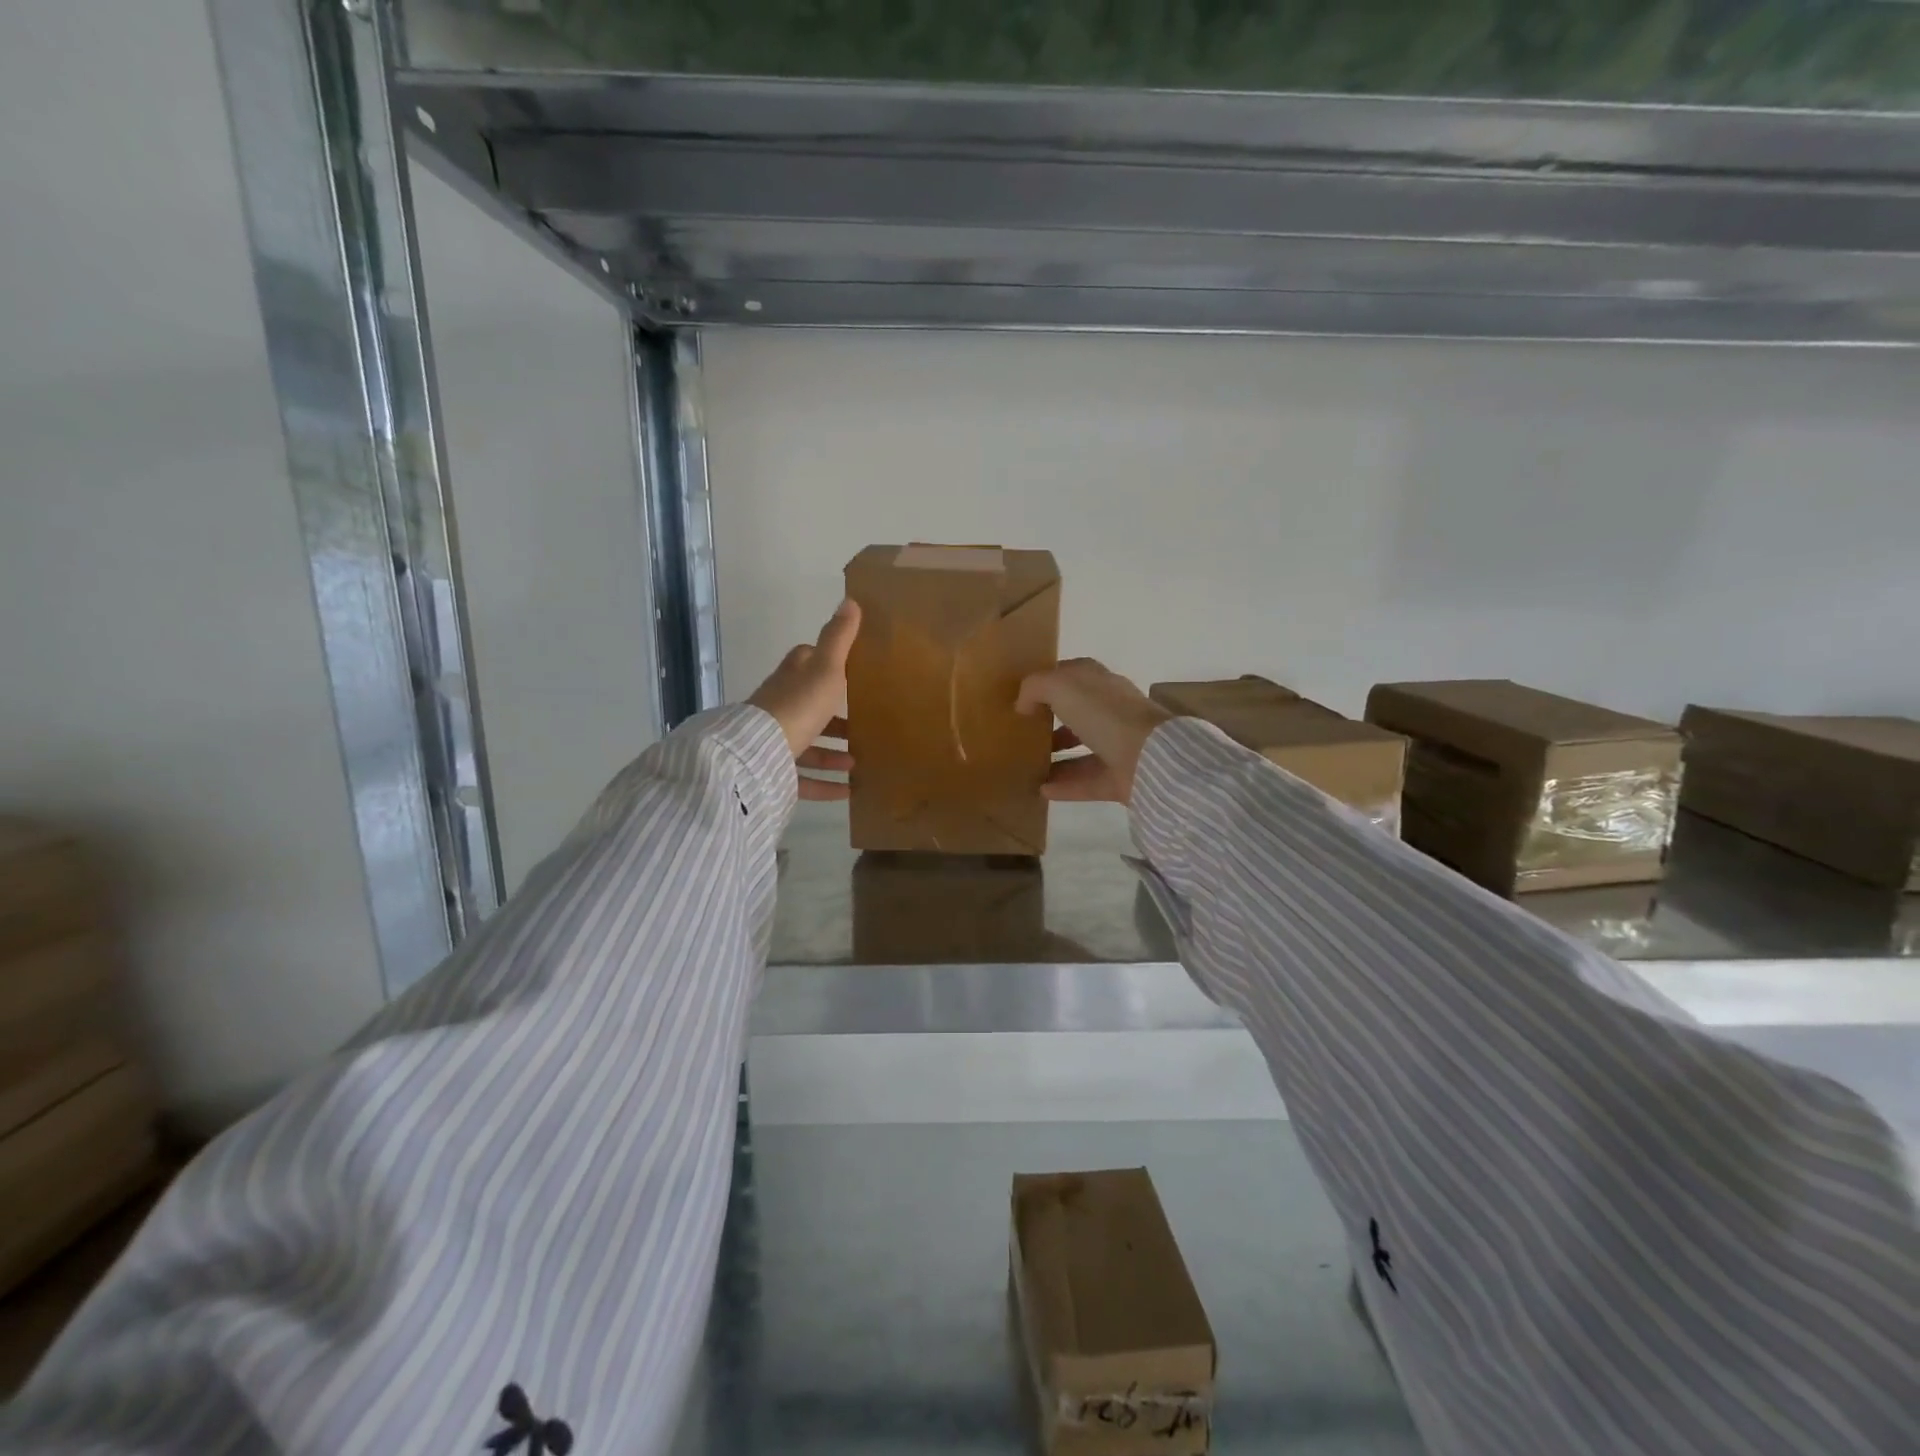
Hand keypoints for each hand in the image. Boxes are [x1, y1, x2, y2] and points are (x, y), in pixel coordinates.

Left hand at [748, 600, 859, 800]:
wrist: (760, 753)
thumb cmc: (799, 705)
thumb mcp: (826, 669)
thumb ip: (838, 638)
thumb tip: (850, 600)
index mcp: (791, 679)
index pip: (805, 662)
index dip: (823, 662)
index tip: (848, 669)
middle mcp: (780, 707)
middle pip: (808, 707)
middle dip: (834, 716)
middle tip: (863, 725)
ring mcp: (775, 740)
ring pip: (807, 745)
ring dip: (832, 753)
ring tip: (859, 761)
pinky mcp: (775, 771)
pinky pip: (803, 779)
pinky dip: (825, 784)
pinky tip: (848, 791)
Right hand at [1016, 658, 1172, 804]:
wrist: (1149, 758)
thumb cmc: (1104, 714)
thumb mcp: (1061, 687)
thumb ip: (1035, 688)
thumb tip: (1022, 705)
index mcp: (1100, 683)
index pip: (1072, 675)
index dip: (1048, 682)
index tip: (1022, 696)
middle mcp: (1110, 710)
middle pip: (1076, 713)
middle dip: (1051, 720)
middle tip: (1022, 733)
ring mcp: (1117, 745)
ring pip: (1081, 748)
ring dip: (1055, 756)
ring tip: (1026, 764)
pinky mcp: (1119, 777)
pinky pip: (1086, 781)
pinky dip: (1064, 786)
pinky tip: (1040, 790)